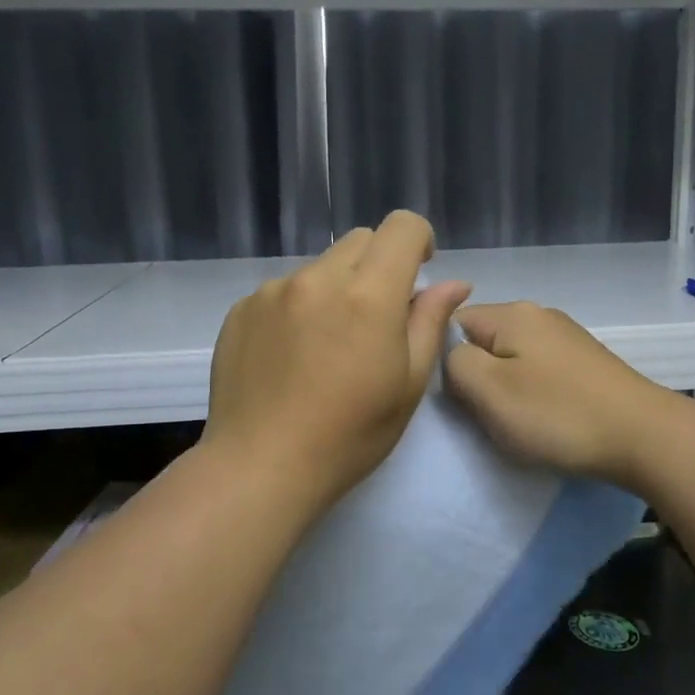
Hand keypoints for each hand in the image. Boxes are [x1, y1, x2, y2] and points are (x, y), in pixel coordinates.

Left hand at [204, 211, 470, 512]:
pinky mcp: (242, 309)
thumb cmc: (349, 435)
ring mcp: (273, 291)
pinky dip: (298, 308)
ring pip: (319, 267)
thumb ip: (430, 322)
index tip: (418, 272)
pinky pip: (282, 290)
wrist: (261, 466)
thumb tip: (453, 283)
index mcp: (368, 295)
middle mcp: (318, 279)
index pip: (401, 227)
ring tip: (327, 346)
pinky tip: (291, 357)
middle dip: (378, 265)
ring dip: (335, 288)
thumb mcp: (407, 384)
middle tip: (376, 318)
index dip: (419, 240)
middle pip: (360, 241)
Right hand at [444, 302, 673, 488]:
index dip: (443, 360)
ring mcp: (568, 338)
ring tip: (515, 423)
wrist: (643, 436)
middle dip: (476, 377)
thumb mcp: (488, 390)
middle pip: (484, 341)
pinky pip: (541, 374)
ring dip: (506, 390)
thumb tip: (453, 356)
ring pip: (512, 360)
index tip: (455, 397)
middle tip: (482, 415)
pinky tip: (545, 420)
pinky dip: (535, 396)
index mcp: (513, 313)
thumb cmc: (557, 413)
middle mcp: (540, 315)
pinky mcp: (587, 364)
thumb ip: (455, 363)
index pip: (453, 323)